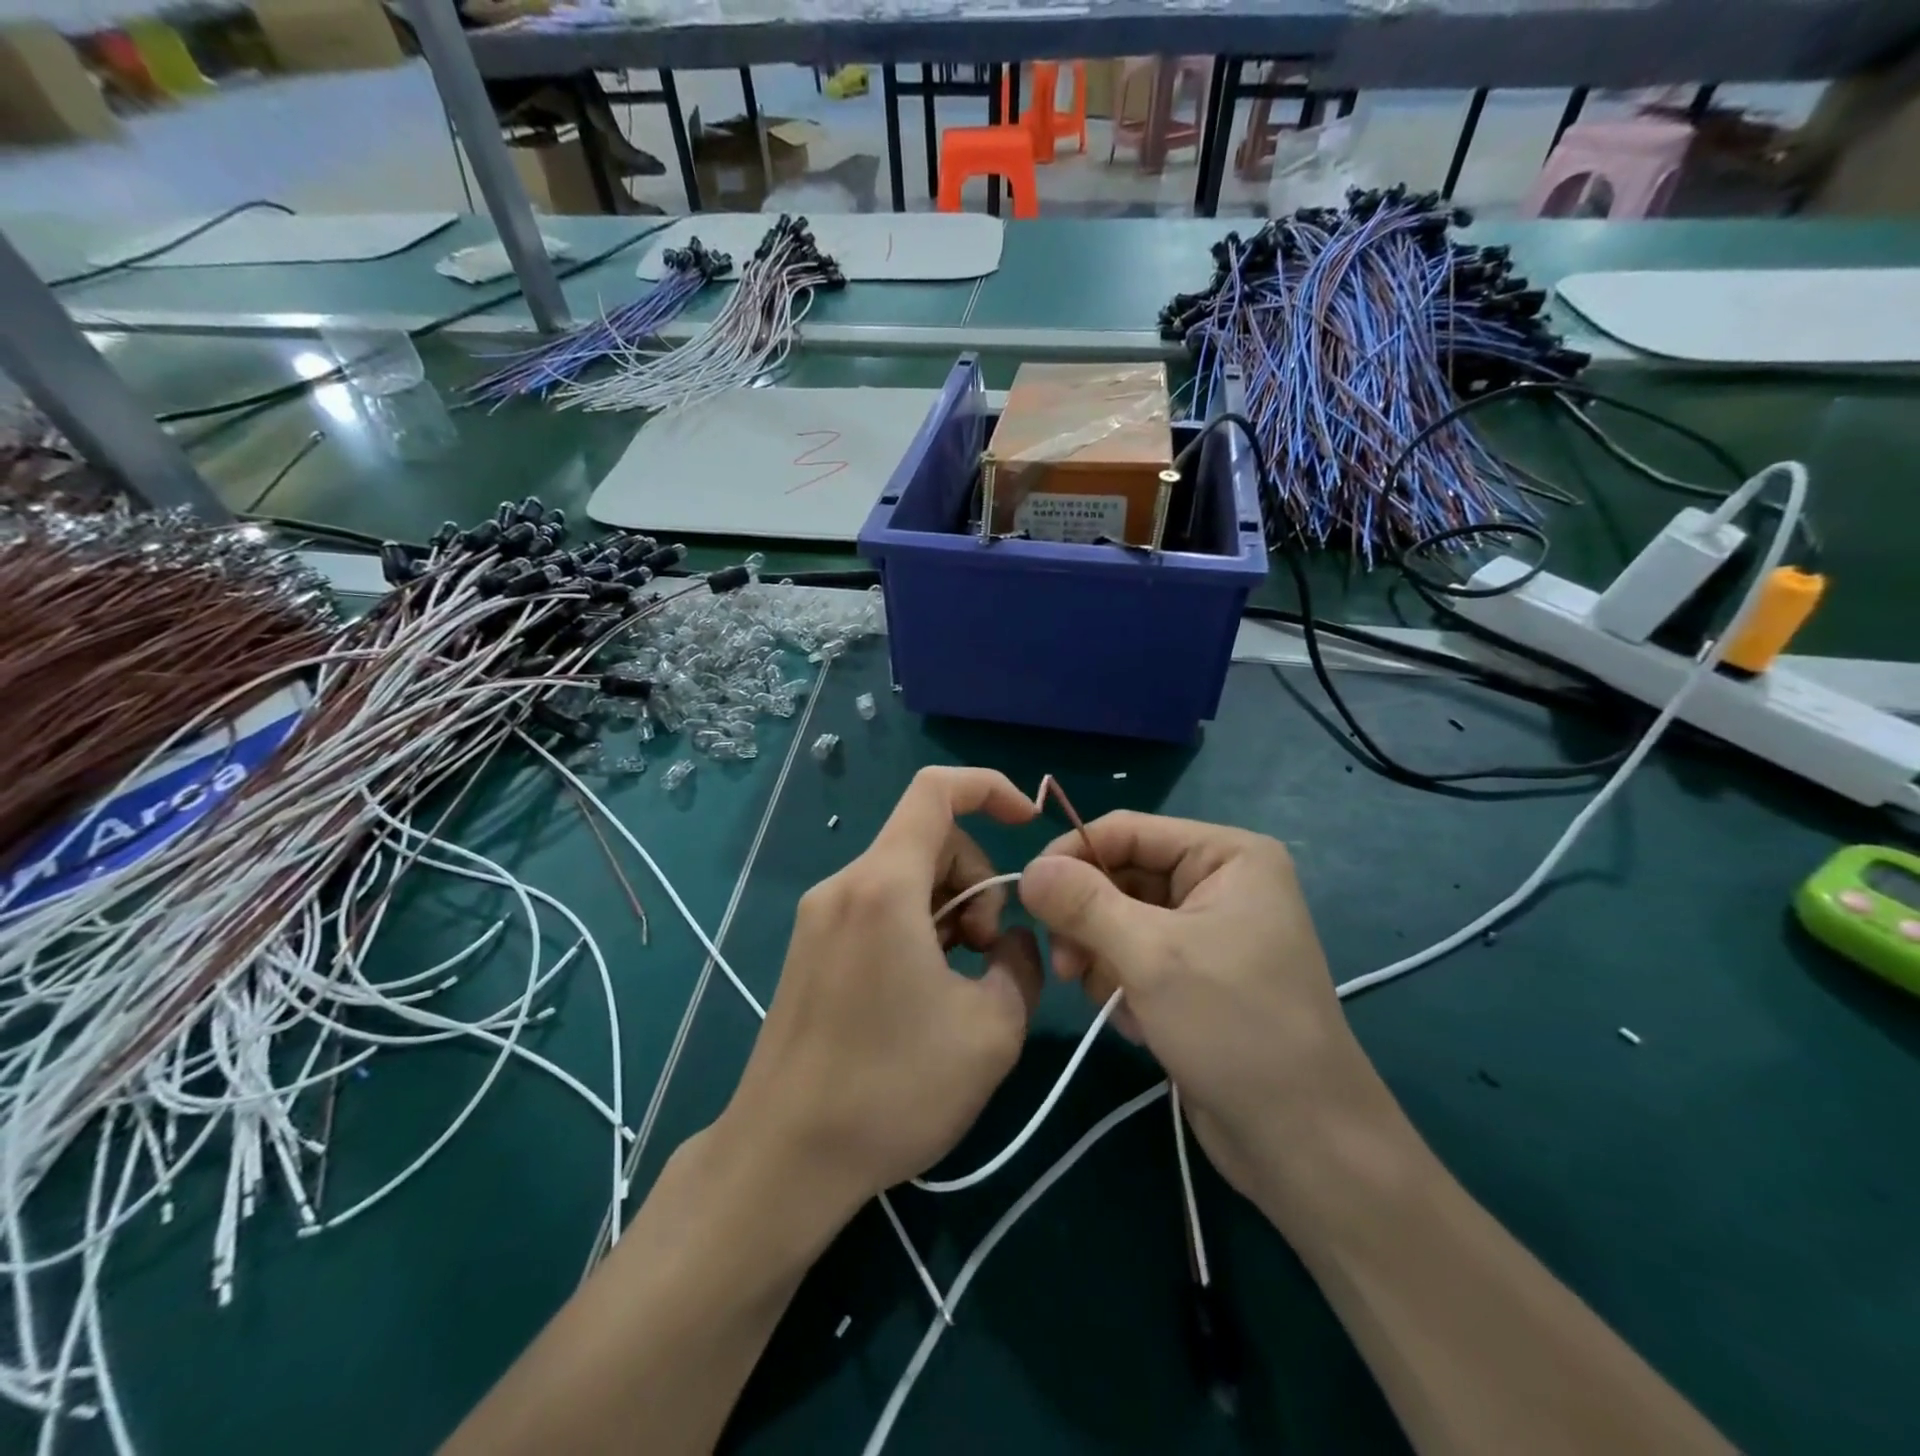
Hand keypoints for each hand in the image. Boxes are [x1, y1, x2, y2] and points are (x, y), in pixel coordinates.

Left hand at [720, 767, 1042, 1214]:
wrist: (783, 1159)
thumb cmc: (891, 1091)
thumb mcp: (991, 1031)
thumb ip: (1021, 965)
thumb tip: (1012, 940)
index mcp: (883, 886)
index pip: (935, 791)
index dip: (989, 787)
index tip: (1028, 821)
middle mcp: (845, 885)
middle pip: (928, 839)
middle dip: (976, 880)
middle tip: (988, 953)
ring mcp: (820, 915)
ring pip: (906, 876)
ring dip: (949, 909)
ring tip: (959, 981)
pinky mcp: (811, 946)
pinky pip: (879, 906)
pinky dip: (917, 926)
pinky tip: (922, 990)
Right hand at [1018, 812, 1379, 1203]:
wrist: (1302, 1143)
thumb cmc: (1235, 1028)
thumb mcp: (1151, 956)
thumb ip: (1083, 904)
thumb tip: (1028, 869)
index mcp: (1226, 854)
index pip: (1126, 830)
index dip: (1072, 856)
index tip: (1027, 895)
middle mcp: (1218, 881)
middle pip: (1119, 875)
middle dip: (1088, 921)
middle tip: (1065, 967)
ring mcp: (1207, 929)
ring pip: (1118, 919)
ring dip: (1102, 959)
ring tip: (1112, 1001)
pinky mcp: (1195, 973)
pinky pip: (1134, 955)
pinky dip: (1123, 984)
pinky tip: (1139, 1022)